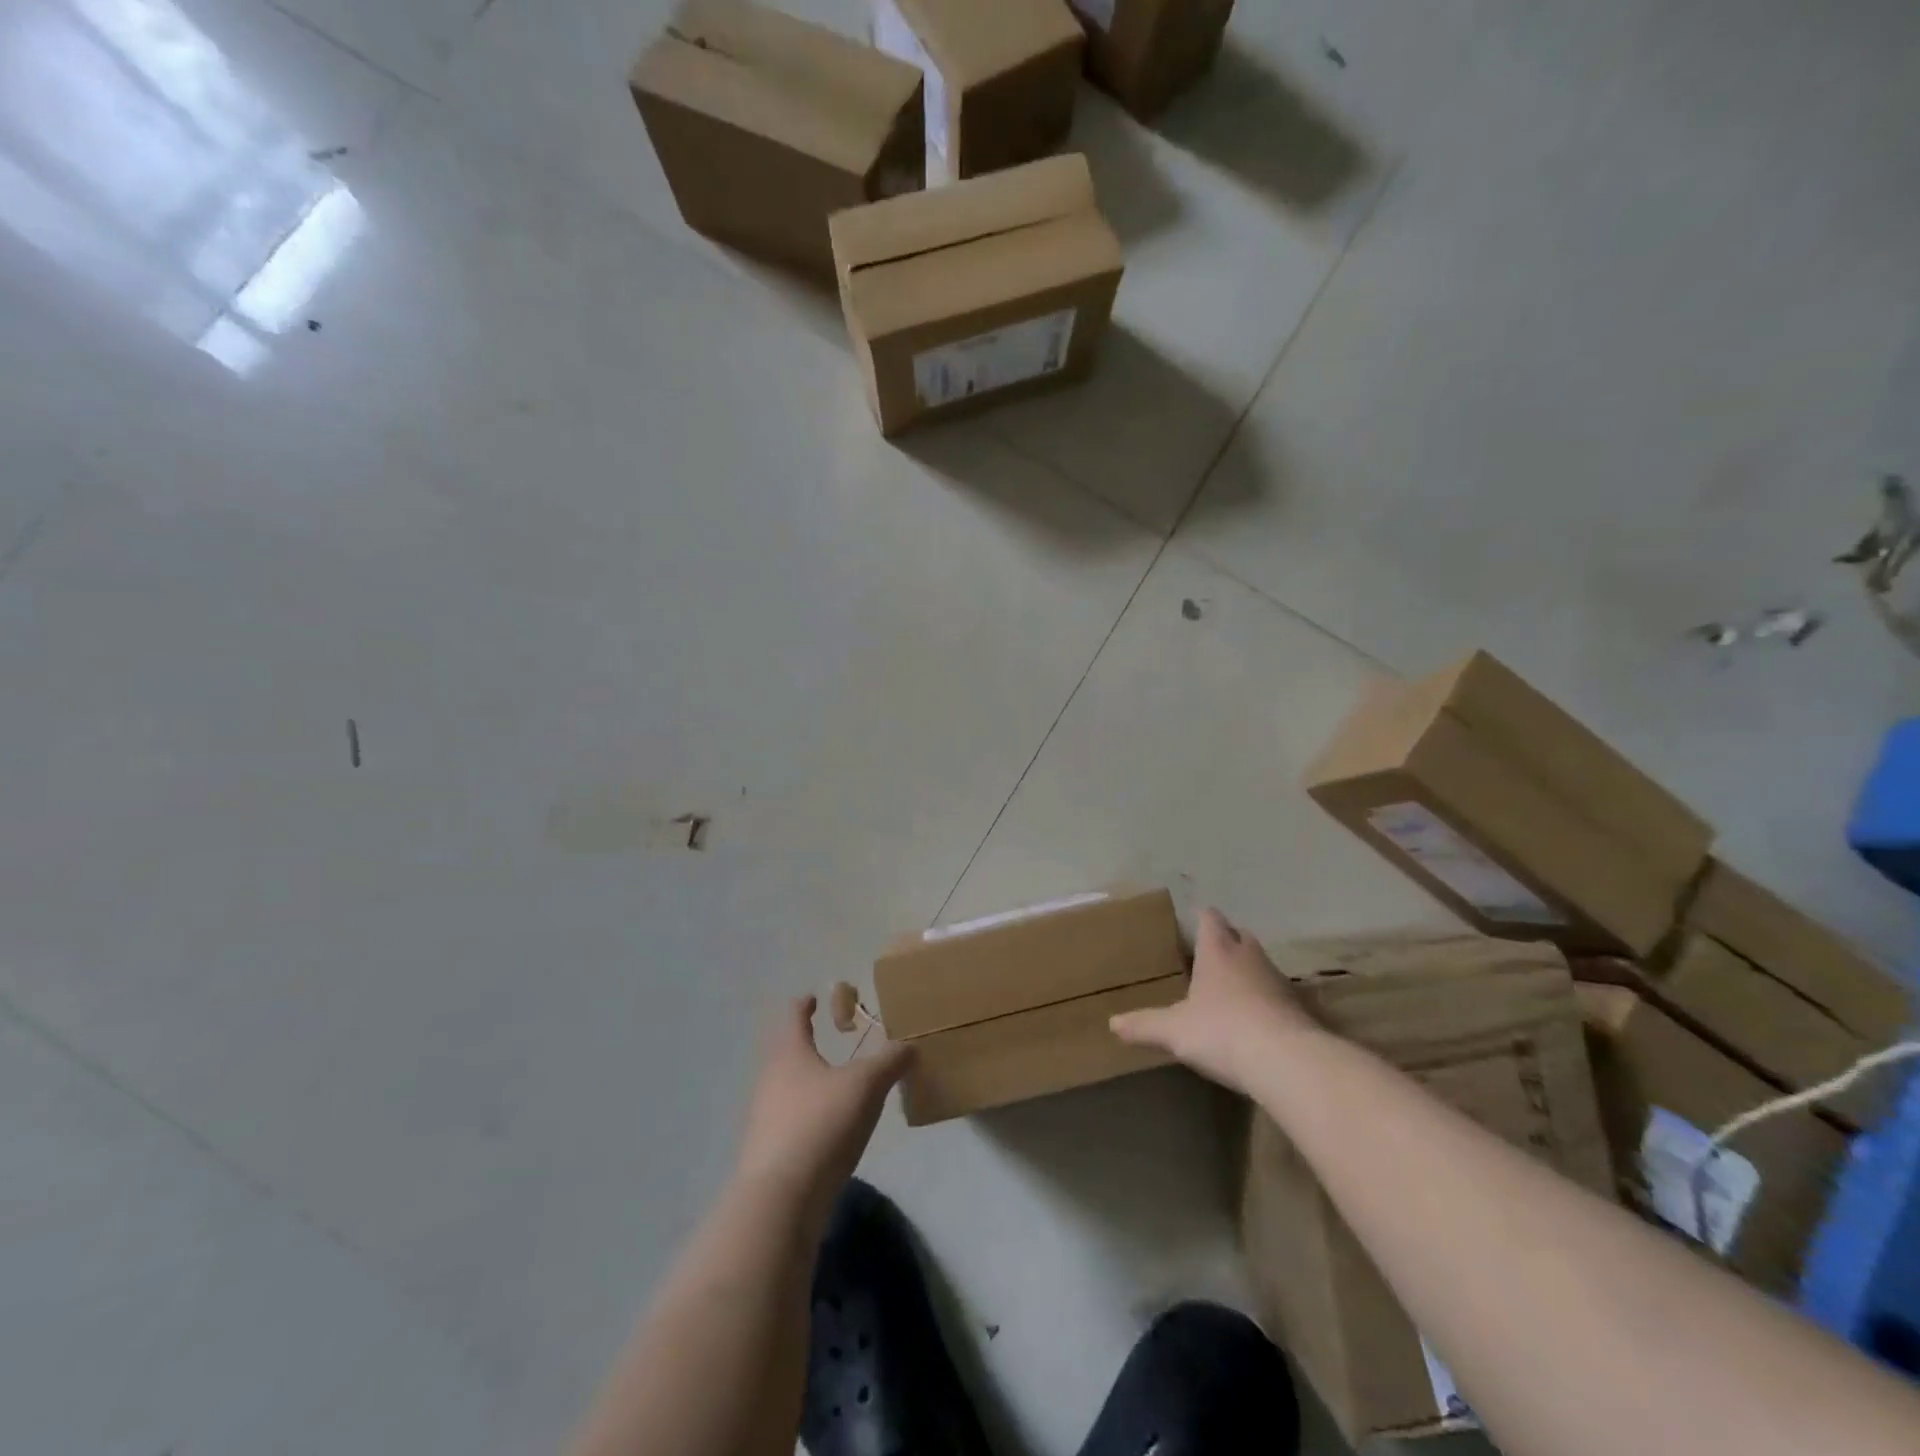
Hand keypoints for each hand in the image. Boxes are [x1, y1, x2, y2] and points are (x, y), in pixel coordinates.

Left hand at [734, 996, 911, 1223]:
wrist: (781, 1200)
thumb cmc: (822, 1124)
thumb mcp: (866, 1085)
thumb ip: (890, 1061)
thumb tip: (910, 1044)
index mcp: (789, 1053)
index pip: (793, 1016)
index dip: (805, 1004)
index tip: (814, 997)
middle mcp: (770, 1080)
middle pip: (788, 1052)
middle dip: (810, 1044)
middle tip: (837, 1039)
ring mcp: (765, 1118)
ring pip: (789, 1087)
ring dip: (811, 1081)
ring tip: (840, 1084)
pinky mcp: (770, 1152)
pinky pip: (792, 1120)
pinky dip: (811, 1114)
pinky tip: (832, 1126)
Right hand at [1110, 907, 1316, 1094]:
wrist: (1288, 1062)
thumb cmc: (1223, 1031)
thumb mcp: (1174, 1031)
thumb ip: (1144, 1025)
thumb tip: (1112, 1023)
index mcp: (1218, 951)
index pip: (1210, 919)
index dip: (1201, 917)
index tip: (1192, 920)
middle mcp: (1250, 957)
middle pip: (1239, 936)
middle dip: (1226, 941)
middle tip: (1209, 955)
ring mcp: (1279, 981)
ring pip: (1260, 964)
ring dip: (1248, 971)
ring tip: (1230, 988)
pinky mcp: (1299, 1009)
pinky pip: (1277, 995)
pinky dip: (1266, 1000)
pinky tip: (1255, 1020)